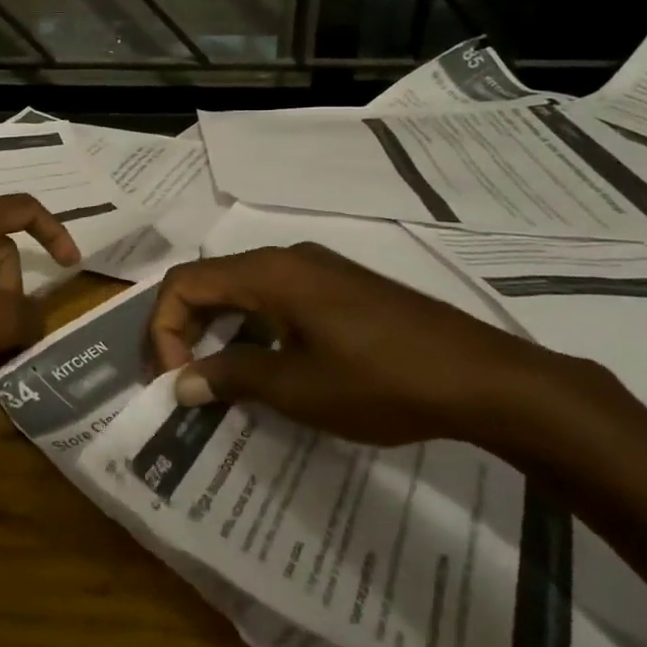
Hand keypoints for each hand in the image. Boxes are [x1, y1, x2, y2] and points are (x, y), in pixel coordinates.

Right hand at [150, 243, 566, 446]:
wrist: (482, 378)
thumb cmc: (380, 381)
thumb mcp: (296, 388)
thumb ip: (231, 378)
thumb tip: (182, 384)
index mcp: (268, 272)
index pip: (186, 284)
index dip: (164, 330)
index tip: (177, 382)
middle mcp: (287, 258)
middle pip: (211, 282)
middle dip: (185, 330)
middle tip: (185, 382)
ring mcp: (317, 270)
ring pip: (243, 290)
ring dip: (219, 331)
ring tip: (221, 382)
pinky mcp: (340, 288)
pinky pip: (276, 298)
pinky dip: (254, 328)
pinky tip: (268, 368)